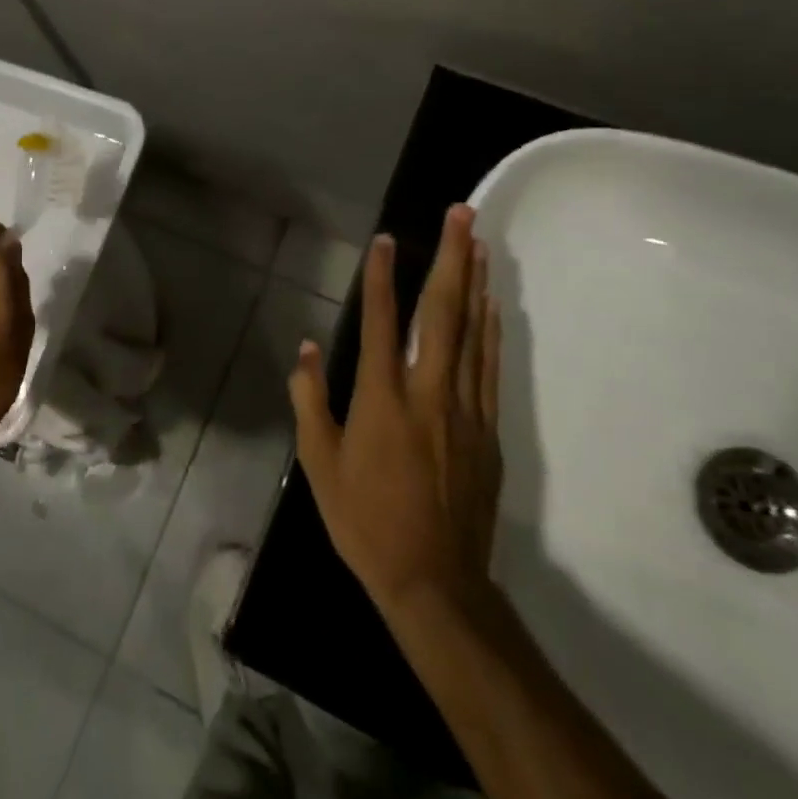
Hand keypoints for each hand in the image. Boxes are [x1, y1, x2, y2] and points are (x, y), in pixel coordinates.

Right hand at [288, 205, 502, 621]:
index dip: (383, 276)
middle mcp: (428, 393)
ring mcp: (465, 410)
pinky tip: (491, 305)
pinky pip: (488, 367)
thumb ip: (310, 401)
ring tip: (479, 242)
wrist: (436, 584)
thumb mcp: (320, 464)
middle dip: (453, 257)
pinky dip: (490, 330)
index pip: (382, 322)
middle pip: (443, 313)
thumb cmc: (366, 521)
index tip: (388, 239)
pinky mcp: (488, 431)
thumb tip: (306, 350)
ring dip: (476, 282)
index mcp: (383, 399)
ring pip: (473, 333)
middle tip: (463, 214)